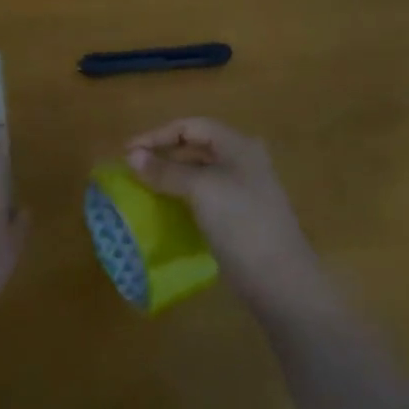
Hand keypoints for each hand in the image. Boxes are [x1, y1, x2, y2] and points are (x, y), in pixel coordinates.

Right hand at [127, 118, 323, 313]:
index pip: (191, 126)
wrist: (282, 282)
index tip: (127, 151)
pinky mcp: (241, 217)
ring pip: (200, 173)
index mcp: (238, 145)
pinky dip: (183, 197)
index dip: (157, 135)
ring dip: (171, 176)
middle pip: (196, 147)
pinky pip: (205, 196)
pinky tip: (167, 209)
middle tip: (132, 168)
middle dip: (163, 154)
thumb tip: (132, 156)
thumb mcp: (201, 190)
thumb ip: (166, 171)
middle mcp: (243, 161)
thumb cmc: (241, 223)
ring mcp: (244, 190)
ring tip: (143, 187)